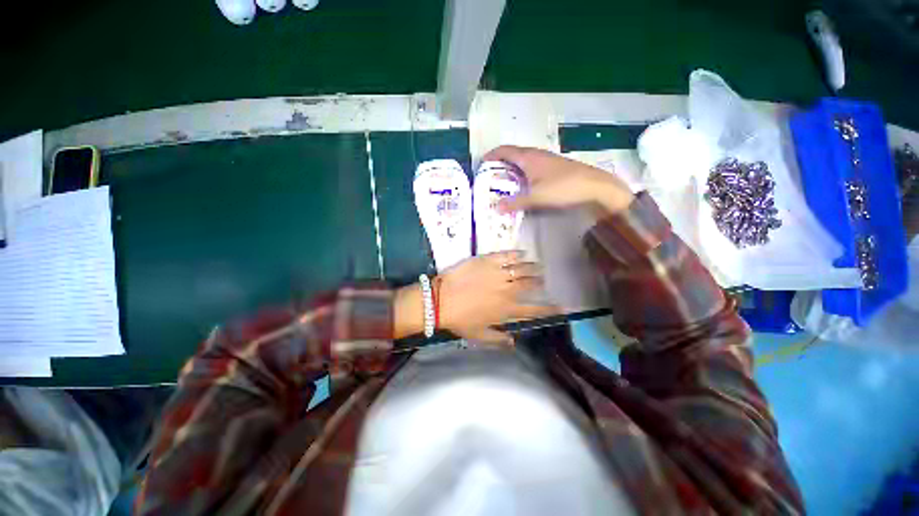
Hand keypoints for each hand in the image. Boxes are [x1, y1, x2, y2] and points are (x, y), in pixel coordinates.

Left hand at [386, 251, 548, 345]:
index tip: (561, 307)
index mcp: (507, 310)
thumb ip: (499, 339)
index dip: (550, 309)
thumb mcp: (479, 336)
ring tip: (538, 265)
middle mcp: (508, 290)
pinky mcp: (488, 261)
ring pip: (523, 268)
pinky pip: (507, 255)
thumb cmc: (460, 320)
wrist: (441, 300)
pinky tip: (522, 253)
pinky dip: (517, 254)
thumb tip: (514, 342)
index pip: (534, 310)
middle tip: (544, 279)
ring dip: (533, 267)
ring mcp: (499, 274)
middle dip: (541, 282)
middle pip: (531, 284)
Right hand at [483, 145, 634, 216]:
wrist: (596, 187)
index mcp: (529, 157)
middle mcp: (537, 155)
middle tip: (491, 176)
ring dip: (513, 169)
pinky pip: (533, 167)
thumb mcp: (536, 197)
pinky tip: (525, 186)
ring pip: (525, 161)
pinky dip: (524, 174)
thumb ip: (515, 202)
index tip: (482, 163)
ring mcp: (548, 161)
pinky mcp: (556, 168)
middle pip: (514, 154)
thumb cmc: (563, 188)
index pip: (505, 150)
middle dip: (501, 163)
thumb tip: (496, 208)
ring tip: (505, 182)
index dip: (492, 155)